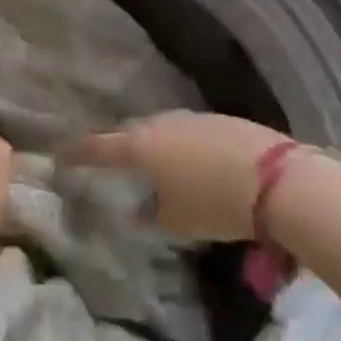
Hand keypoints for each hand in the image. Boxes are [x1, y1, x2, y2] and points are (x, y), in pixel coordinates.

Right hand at [57, 112, 298, 242]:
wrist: (280, 181)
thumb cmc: (217, 204)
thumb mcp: (179, 223)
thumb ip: (151, 216)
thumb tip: (138, 212)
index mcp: (141, 146)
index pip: (98, 147)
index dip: (77, 152)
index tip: (59, 154)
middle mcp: (160, 124)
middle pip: (127, 132)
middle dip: (113, 144)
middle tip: (102, 155)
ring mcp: (191, 118)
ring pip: (159, 128)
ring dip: (149, 143)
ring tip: (148, 161)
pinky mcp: (219, 120)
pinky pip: (186, 131)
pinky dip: (179, 145)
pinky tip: (190, 161)